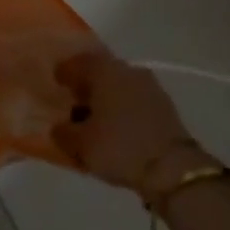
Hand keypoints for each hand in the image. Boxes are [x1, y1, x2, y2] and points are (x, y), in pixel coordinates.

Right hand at [53, 51, 207, 201]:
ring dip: (106, 97)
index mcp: (103, 70)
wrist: (173, 167)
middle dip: (86, 84)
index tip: (56, 81)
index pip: (78, 62)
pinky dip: (123, 107)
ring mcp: (148, 84)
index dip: (64, 72)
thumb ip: (64, 133)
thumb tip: (59, 127)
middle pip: (100, 71)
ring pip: (119, 84)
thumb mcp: (82, 145)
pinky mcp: (163, 104)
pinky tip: (118, 126)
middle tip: (74, 100)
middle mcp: (126, 68)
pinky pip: (134, 99)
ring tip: (96, 119)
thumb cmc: (120, 147)